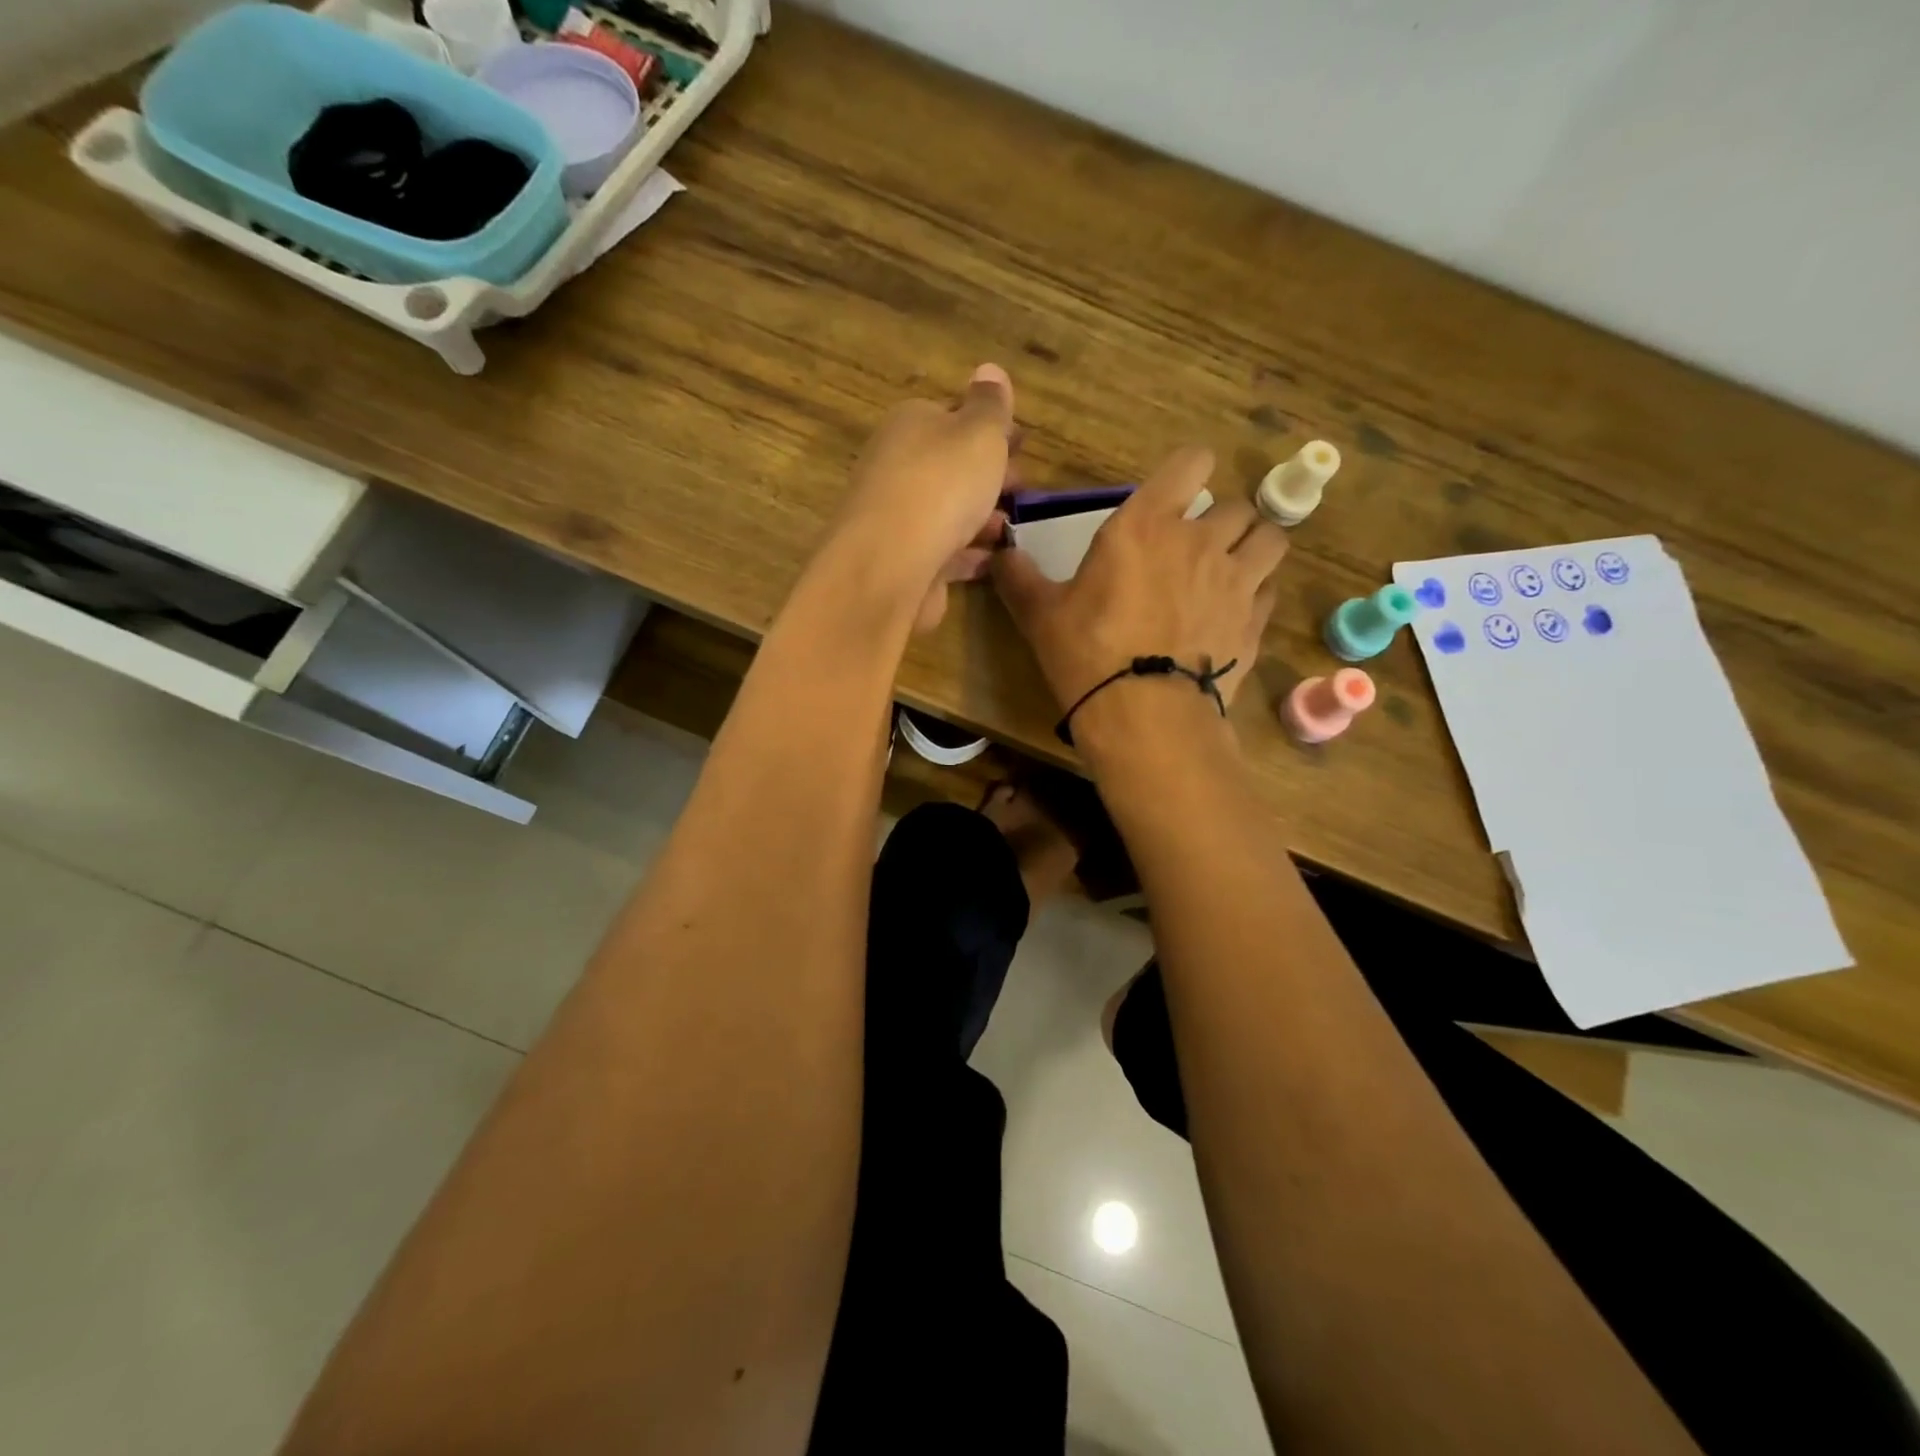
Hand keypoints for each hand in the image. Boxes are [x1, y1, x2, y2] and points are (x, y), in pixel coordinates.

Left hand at [833, 363, 1018, 632]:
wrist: (891, 564)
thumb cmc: (941, 484)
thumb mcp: (978, 432)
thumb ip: (989, 405)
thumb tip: (989, 369)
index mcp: (910, 424)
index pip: (951, 415)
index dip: (989, 427)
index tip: (1022, 443)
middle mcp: (896, 466)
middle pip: (949, 466)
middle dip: (987, 475)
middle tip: (1024, 489)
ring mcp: (897, 518)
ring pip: (947, 511)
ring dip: (981, 517)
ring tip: (1014, 529)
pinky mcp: (904, 562)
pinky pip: (945, 552)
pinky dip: (969, 554)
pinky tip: (994, 560)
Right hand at [993, 445, 1286, 718]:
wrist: (1144, 714)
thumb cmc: (1087, 653)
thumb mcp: (1040, 615)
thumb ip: (1019, 577)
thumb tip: (998, 553)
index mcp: (1146, 525)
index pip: (1191, 462)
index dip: (1189, 470)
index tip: (1178, 490)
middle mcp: (1201, 540)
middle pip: (1236, 505)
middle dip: (1220, 519)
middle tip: (1196, 546)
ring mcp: (1236, 580)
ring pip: (1270, 538)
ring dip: (1252, 546)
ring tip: (1231, 569)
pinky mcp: (1255, 620)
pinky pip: (1270, 589)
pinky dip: (1257, 592)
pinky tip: (1236, 611)